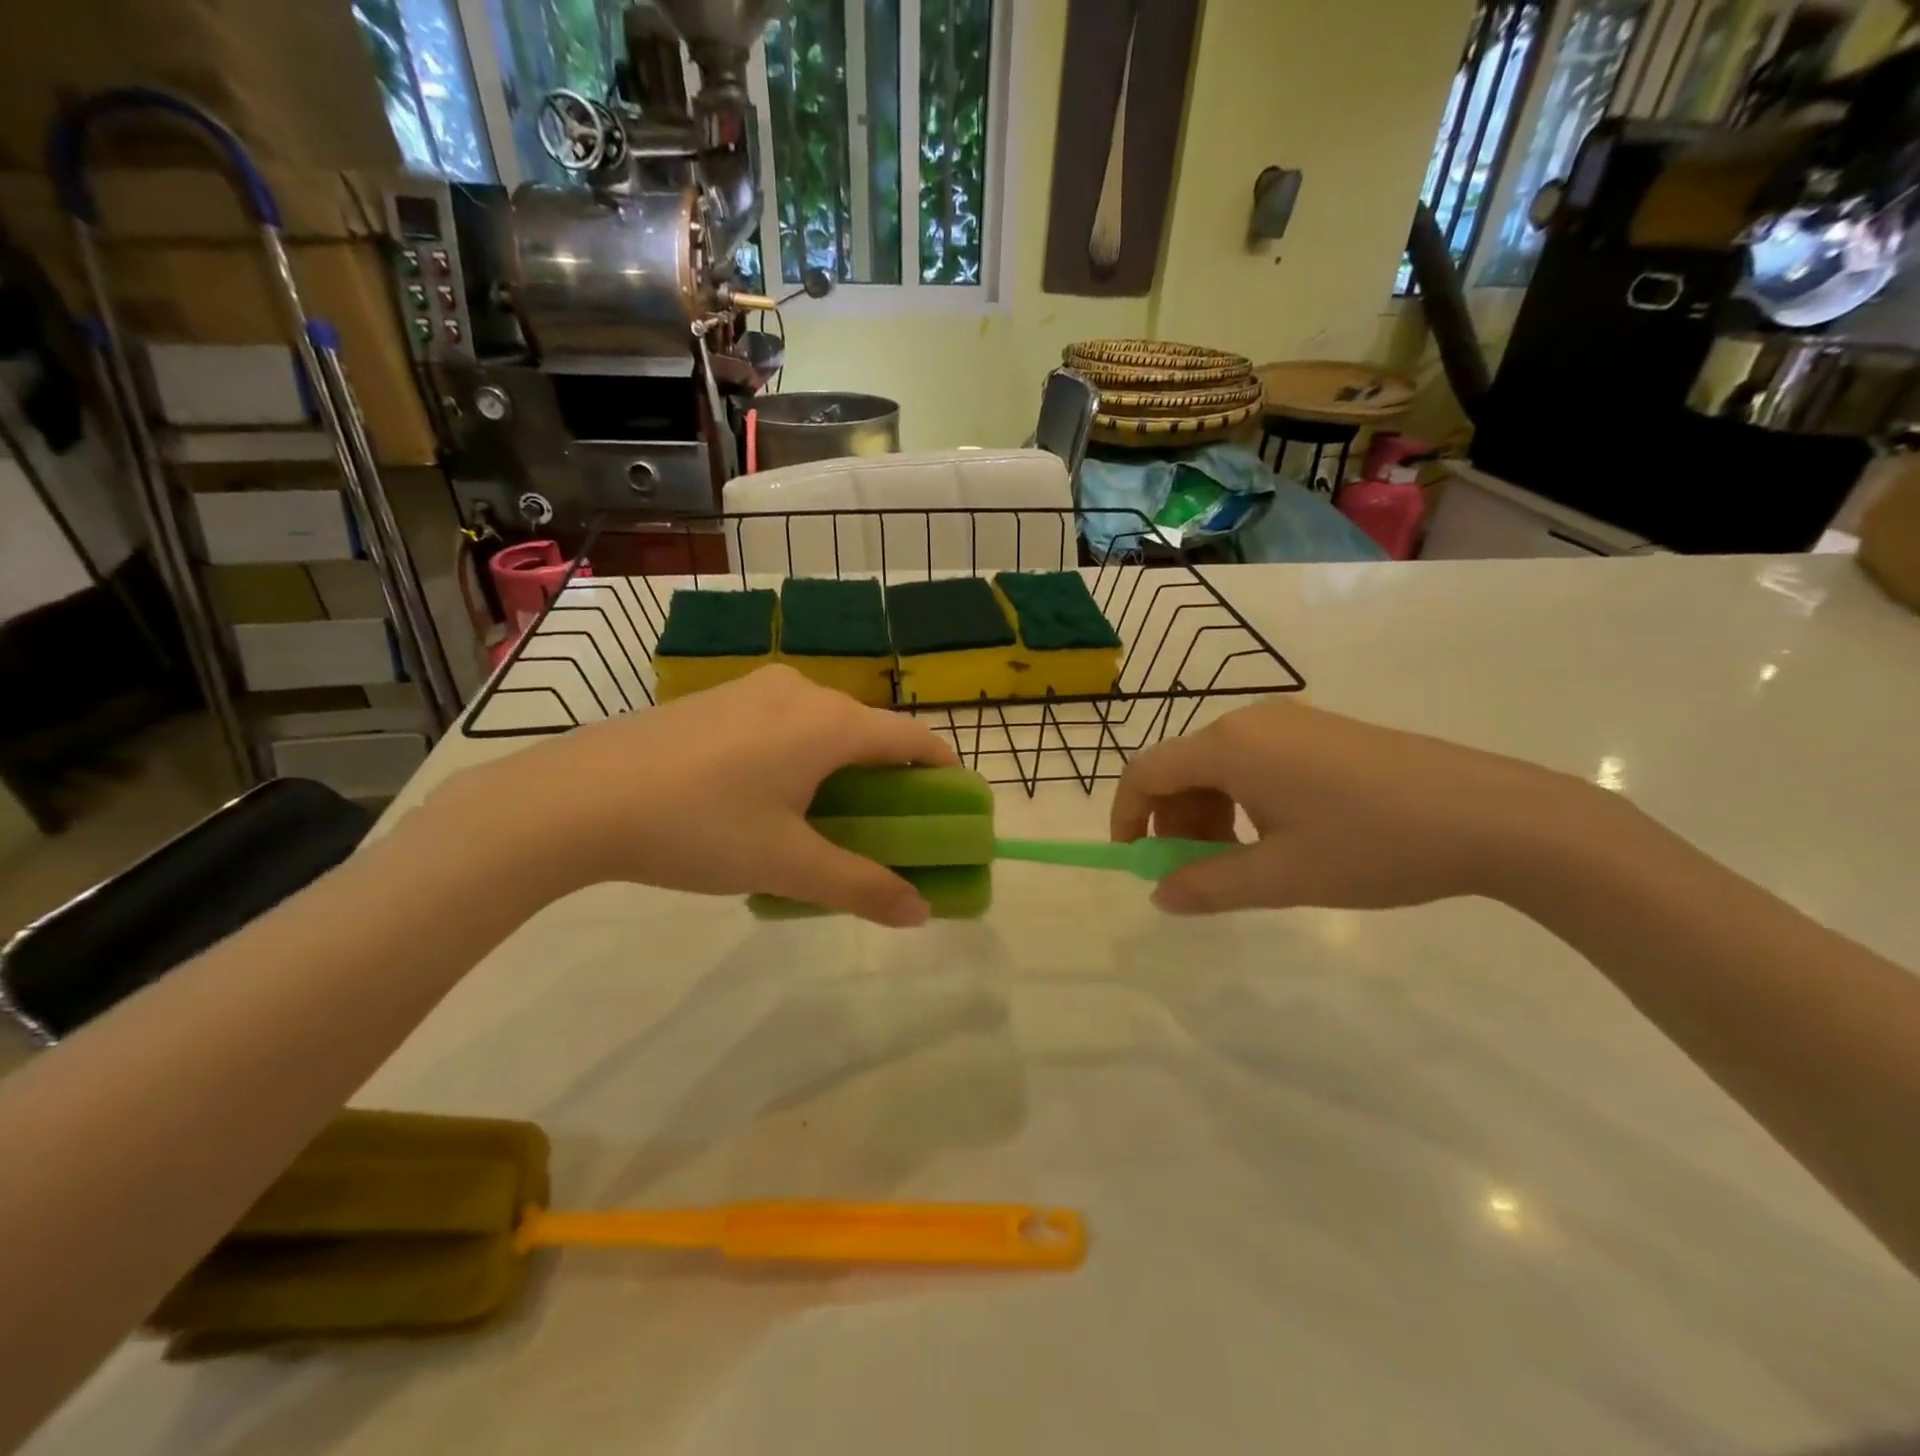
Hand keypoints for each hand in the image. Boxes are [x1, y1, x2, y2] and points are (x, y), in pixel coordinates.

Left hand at [435, 666, 958, 925]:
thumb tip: (920, 914)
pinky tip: (764, 798)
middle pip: (868, 732)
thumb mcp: (786, 865)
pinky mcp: (717, 699)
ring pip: (822, 728)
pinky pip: (782, 724)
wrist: (578, 798)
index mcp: (831, 723)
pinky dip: (798, 756)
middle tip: (885, 829)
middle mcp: (802, 692)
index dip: (943, 771)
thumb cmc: (699, 828)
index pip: (912, 739)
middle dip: (888, 779)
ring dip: (840, 769)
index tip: (954, 805)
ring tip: (821, 820)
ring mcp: (754, 690)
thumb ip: (860, 887)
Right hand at [1111, 700, 1610, 914]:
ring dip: (1210, 813)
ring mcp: (1292, 722)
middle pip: (1182, 767)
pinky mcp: (1323, 731)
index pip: (1146, 771)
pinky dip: (1244, 798)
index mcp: (1230, 747)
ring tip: (1241, 861)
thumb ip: (1209, 887)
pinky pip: (1256, 760)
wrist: (1494, 816)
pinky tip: (1280, 835)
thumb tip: (1160, 895)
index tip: (1134, 860)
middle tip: (1196, 873)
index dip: (1126, 815)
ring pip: (1220, 765)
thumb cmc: (1373, 845)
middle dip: (1173, 822)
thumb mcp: (1282, 877)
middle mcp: (1251, 722)